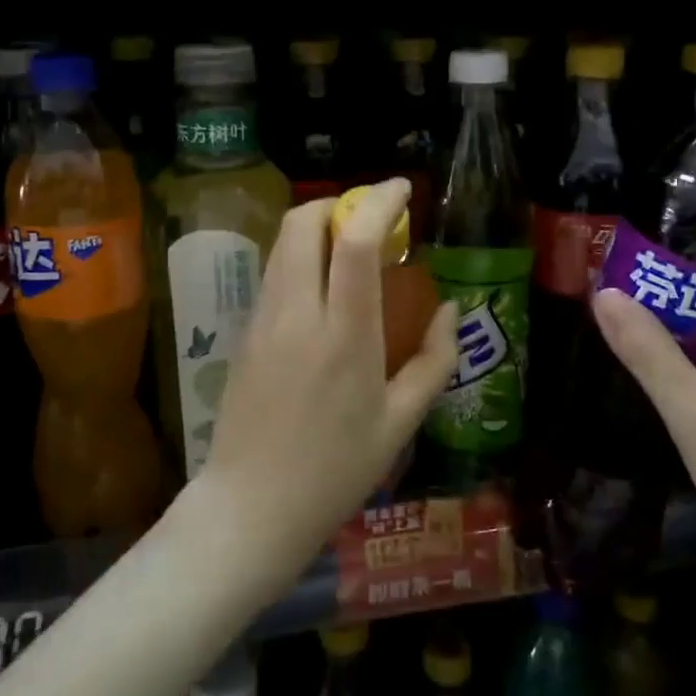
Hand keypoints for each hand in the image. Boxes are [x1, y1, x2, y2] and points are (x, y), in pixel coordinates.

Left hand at [194, 178, 458, 592]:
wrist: (250, 507)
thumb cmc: (335, 471)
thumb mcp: (399, 424)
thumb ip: (433, 361)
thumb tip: (450, 311)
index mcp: (345, 334)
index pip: (356, 241)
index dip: (379, 201)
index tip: (401, 189)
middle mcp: (298, 313)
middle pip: (303, 222)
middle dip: (339, 204)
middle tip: (371, 222)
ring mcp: (264, 319)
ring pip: (283, 243)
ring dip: (316, 228)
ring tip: (350, 251)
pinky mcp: (245, 331)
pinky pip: (274, 272)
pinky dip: (299, 257)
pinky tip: (322, 290)